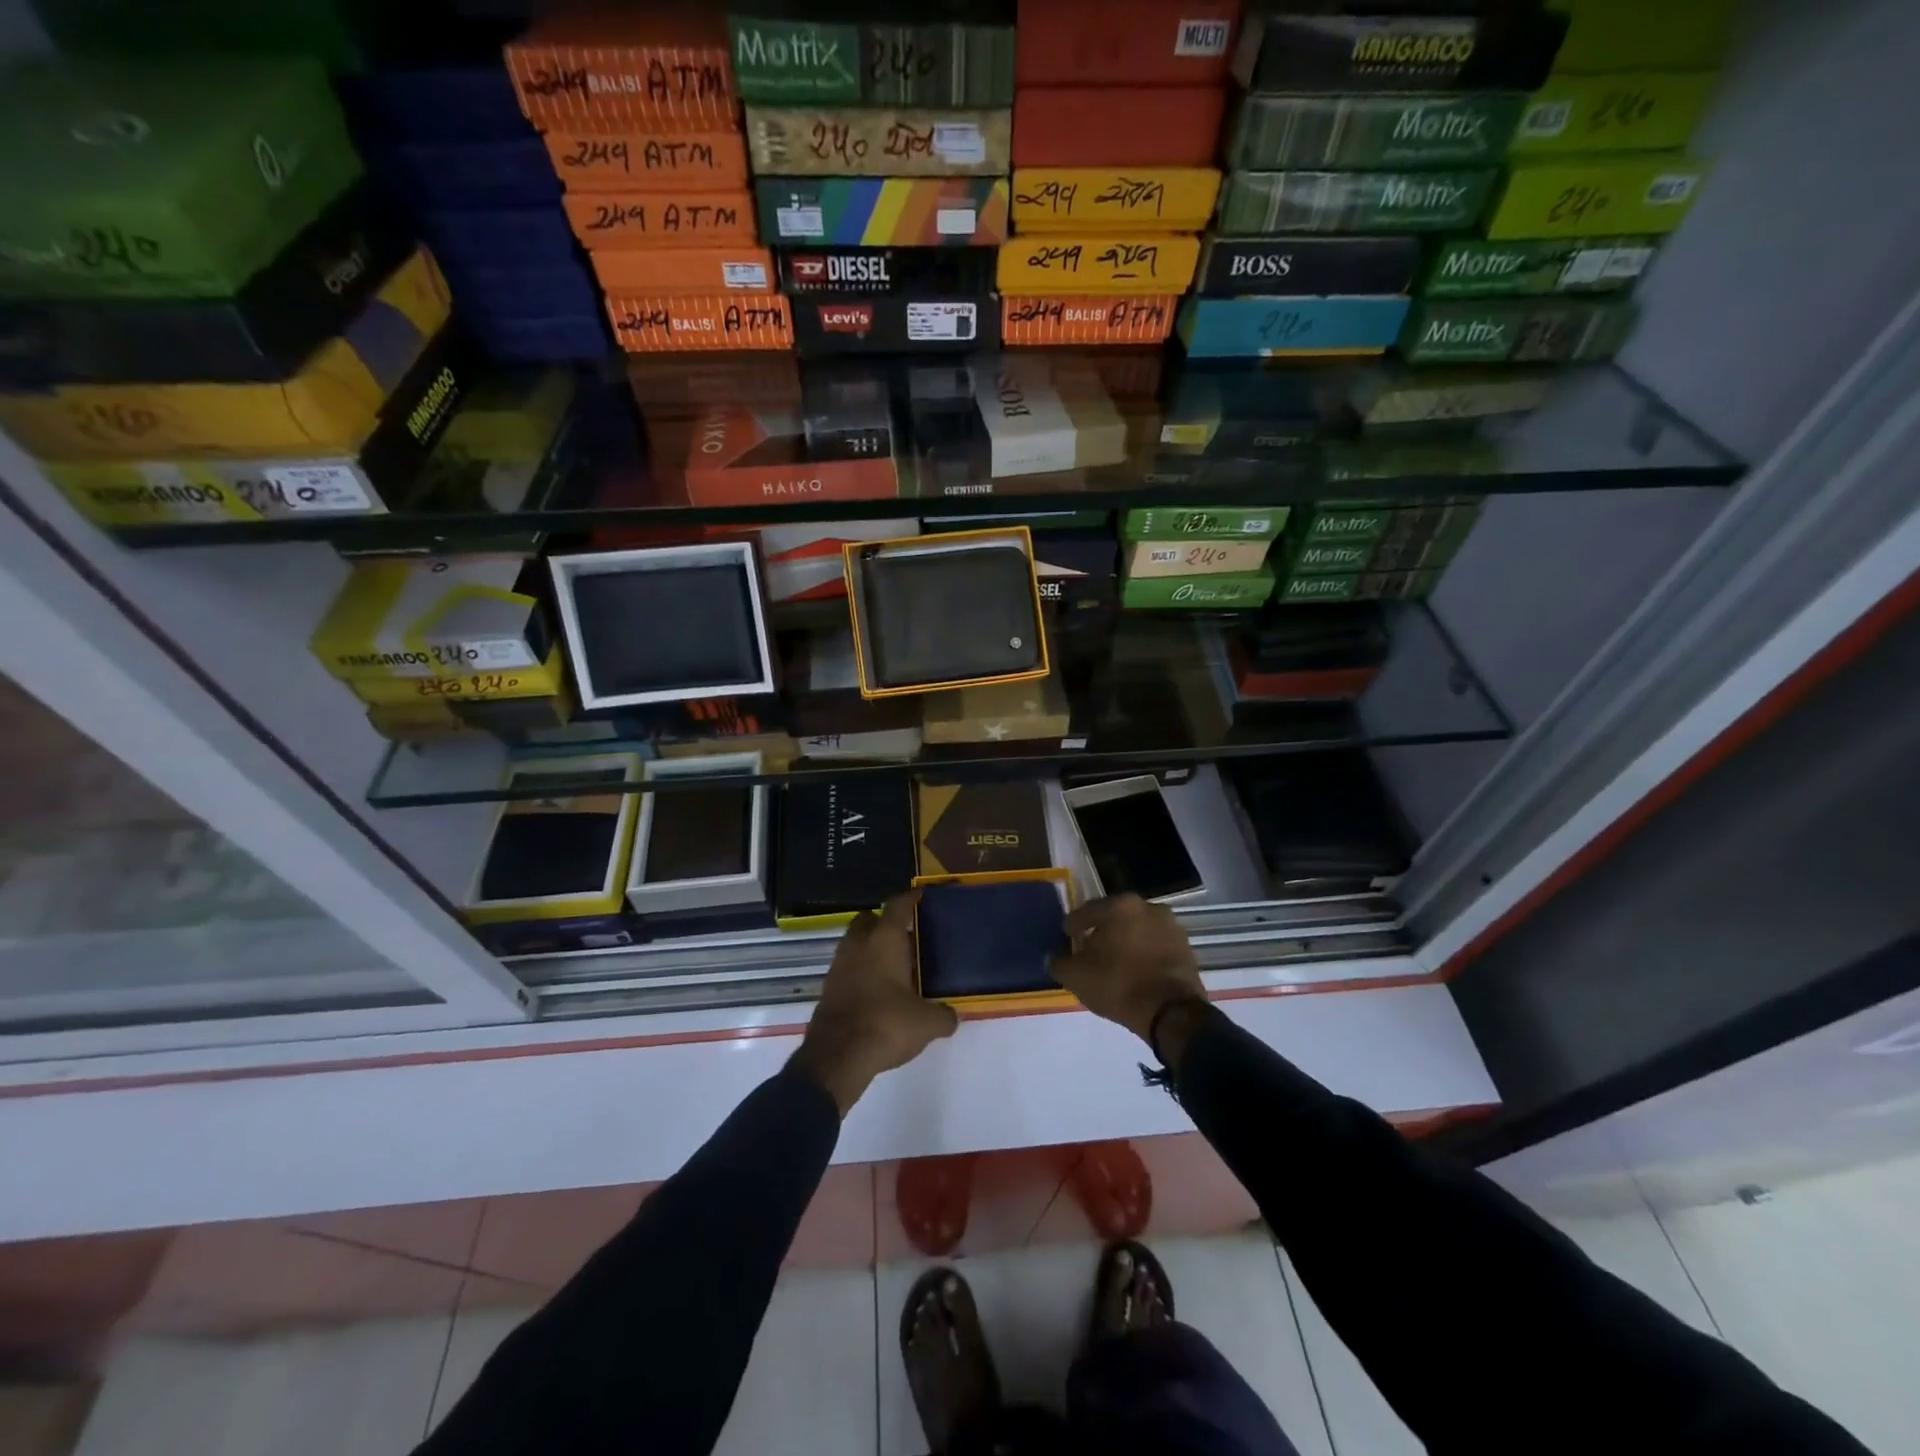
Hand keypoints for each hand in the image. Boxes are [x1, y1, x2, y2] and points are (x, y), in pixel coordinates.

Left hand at [791, 891, 957, 1114]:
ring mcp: (839, 966)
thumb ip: (944, 1015)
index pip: (897, 906)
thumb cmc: (886, 1024)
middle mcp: (858, 945)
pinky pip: (847, 969)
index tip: (920, 895)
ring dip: (870, 949)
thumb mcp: (927, 1023)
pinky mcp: (828, 989)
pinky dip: (861, 972)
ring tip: (894, 967)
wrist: (836, 1057)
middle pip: (868, 920)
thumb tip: (952, 1016)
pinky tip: (877, 991)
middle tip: (906, 936)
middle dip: (884, 922)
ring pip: (855, 944)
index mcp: (884, 940)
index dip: (910, 898)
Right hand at [1050, 894, 1209, 1058]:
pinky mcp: (1185, 947)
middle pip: (1114, 917)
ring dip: (1124, 942)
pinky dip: (1143, 953)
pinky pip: (1155, 945)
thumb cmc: (1119, 985)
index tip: (1067, 939)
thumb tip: (1054, 957)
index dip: (1072, 927)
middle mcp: (1147, 906)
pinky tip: (1135, 971)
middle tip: (1089, 951)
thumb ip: (1059, 962)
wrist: (1172, 1013)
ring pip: (1137, 930)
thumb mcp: (1076, 977)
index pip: (1086, 911)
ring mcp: (1170, 925)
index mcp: (1119, 905)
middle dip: (1100, 932)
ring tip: (1114, 963)